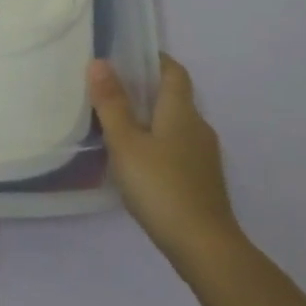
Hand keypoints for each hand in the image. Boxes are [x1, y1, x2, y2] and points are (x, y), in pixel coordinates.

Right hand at [90, 54, 245, 278]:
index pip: (173, 70)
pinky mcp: (203, 181)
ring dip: (151, 121)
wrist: (205, 248)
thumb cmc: (161, 187)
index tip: (126, 58)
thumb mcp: (126, 143)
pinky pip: (178, 149)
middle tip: (110, 93)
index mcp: (181, 110)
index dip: (153, 60)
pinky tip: (138, 165)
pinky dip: (158, 146)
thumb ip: (112, 103)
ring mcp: (204, 156)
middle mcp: (198, 126)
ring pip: (175, 125)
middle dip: (145, 91)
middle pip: (173, 97)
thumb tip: (99, 62)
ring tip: (118, 129)